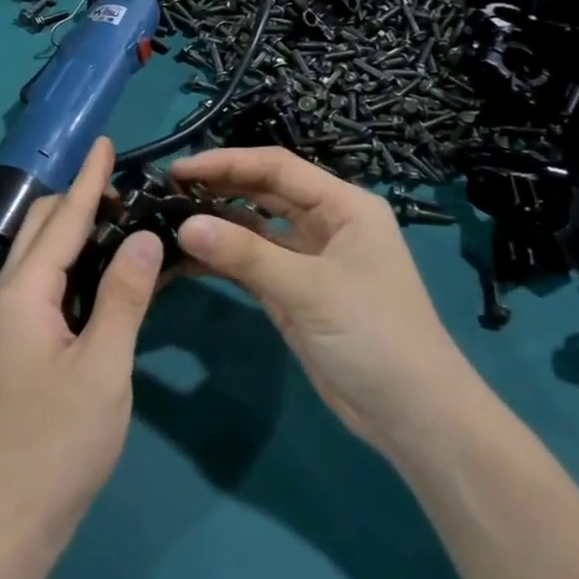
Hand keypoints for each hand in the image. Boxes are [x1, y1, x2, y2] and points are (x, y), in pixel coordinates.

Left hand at [0, 138, 160, 546]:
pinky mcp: (19, 344)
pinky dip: (72, 262)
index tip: (106, 142)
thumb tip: (145, 236)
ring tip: (119, 214)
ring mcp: (10, 322)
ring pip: (41, 255)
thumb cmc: (58, 443)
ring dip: (75, 228)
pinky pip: (46, 283)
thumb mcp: (104, 367)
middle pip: (41, 228)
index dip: (88, 179)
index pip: (62, 219)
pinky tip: (101, 269)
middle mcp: (9, 296)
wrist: (7, 518)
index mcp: (24, 292)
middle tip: (126, 183)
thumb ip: (124, 296)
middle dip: (79, 197)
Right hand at [171, 148, 474, 453]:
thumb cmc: (374, 335)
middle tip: (166, 191)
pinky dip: (221, 259)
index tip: (179, 170)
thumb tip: (185, 226)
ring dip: (215, 223)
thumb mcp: (309, 289)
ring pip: (253, 227)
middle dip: (218, 187)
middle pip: (262, 191)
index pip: (277, 167)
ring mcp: (307, 258)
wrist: (412, 415)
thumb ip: (246, 255)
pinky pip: (249, 263)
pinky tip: (184, 258)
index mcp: (343, 206)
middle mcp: (324, 223)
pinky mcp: (292, 291)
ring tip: (167, 220)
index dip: (226, 163)